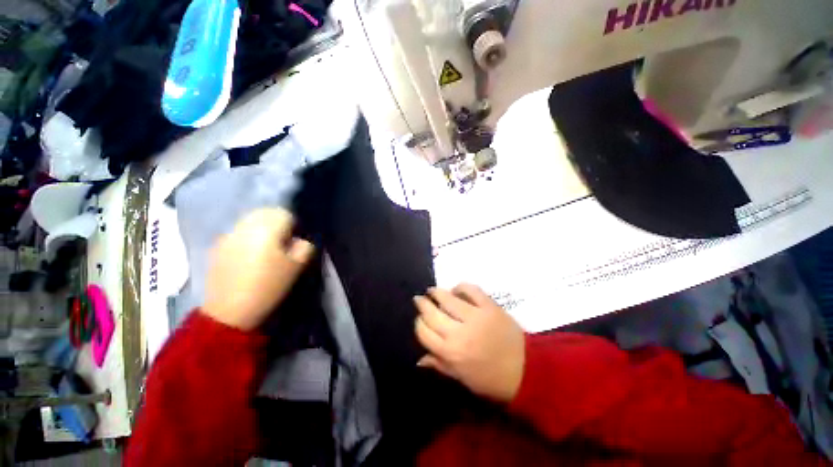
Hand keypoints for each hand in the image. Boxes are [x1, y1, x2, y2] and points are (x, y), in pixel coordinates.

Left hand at [203, 209, 314, 330]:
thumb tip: (298, 240)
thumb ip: (304, 247)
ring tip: (265, 248)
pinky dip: (247, 236)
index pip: (284, 213)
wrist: (230, 310)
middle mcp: (245, 226)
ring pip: (250, 220)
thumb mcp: (297, 267)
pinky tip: (248, 254)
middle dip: (276, 223)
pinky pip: (238, 231)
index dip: (293, 225)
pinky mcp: (218, 246)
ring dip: (261, 227)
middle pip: (265, 212)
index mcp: (267, 229)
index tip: (293, 242)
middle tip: (281, 243)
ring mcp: (229, 235)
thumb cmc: (269, 286)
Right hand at [414, 284, 524, 402]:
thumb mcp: (462, 378)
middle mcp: (459, 332)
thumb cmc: (491, 379)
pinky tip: (456, 290)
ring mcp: (475, 316)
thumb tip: (418, 358)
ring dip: (436, 292)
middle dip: (422, 304)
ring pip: (448, 298)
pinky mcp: (489, 306)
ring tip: (432, 291)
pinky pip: (470, 290)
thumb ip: (439, 365)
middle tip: (419, 299)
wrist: (527, 370)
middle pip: (432, 313)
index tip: (419, 319)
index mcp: (451, 353)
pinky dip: (460, 287)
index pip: (424, 332)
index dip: (418, 323)